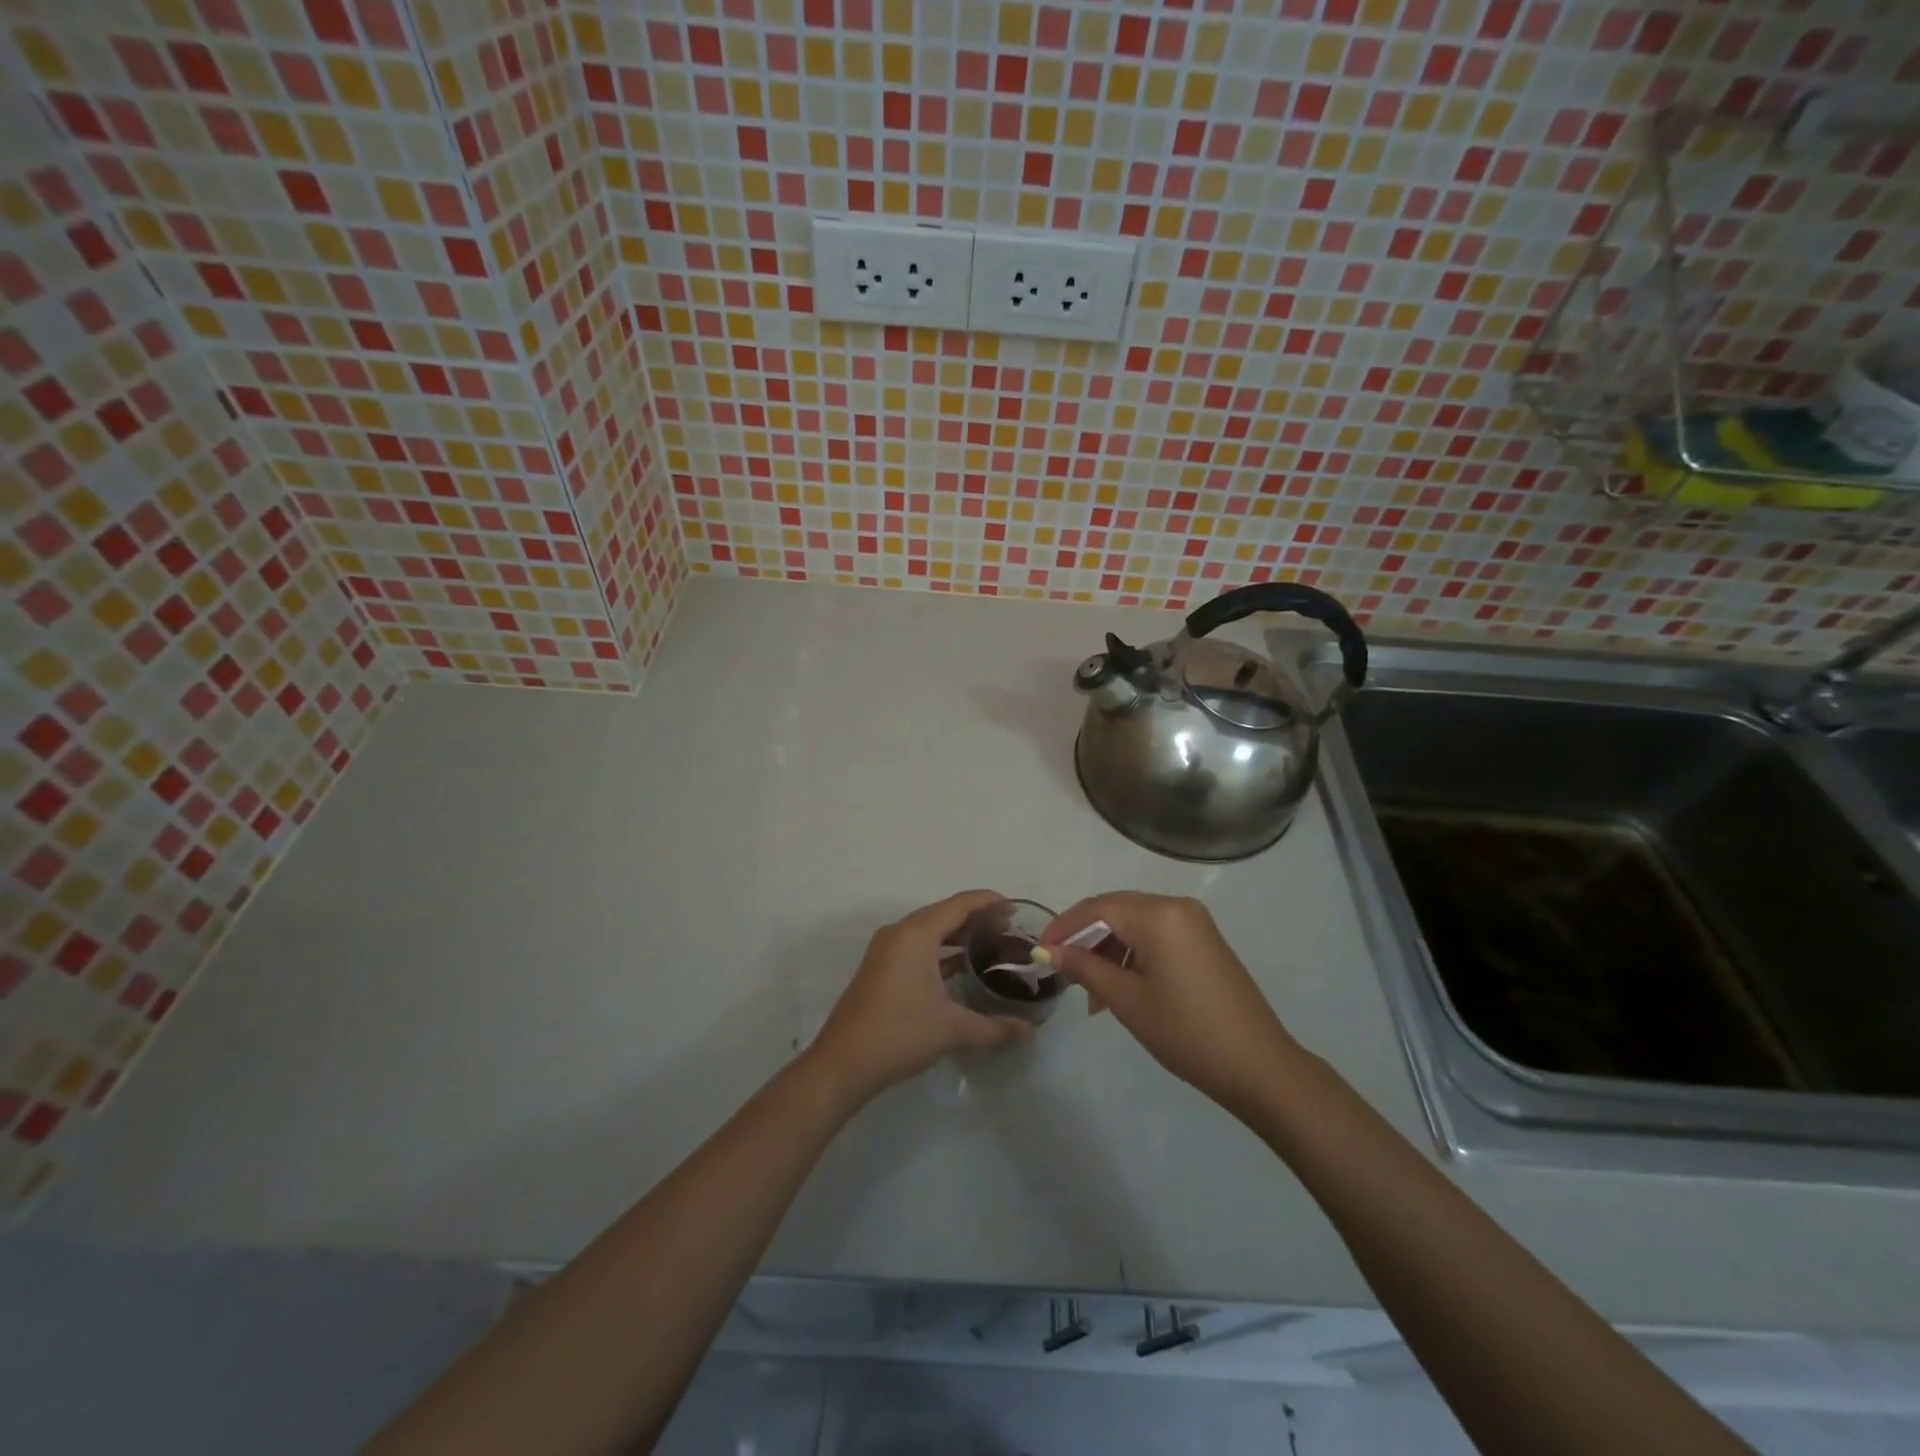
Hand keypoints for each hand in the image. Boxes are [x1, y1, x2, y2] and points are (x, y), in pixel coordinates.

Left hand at [808, 890, 1033, 1104]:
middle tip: (1011, 931)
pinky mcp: (881, 968)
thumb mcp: (952, 1029)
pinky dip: (942, 951)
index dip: (990, 902)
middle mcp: (899, 933)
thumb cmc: (899, 1034)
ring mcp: (886, 950)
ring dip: (959, 936)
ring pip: (930, 931)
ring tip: (993, 947)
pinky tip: (963, 968)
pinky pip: (918, 947)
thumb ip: (995, 1028)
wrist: (842, 1064)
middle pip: (944, 913)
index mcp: (915, 934)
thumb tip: (1031, 1031)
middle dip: (977, 919)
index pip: (959, 904)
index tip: (1017, 909)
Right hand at [1041, 893, 1297, 1113]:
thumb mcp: (1126, 1000)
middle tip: (1061, 969)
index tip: (1040, 952)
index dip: (1064, 927)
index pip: (1097, 907)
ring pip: (1135, 924)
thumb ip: (1085, 967)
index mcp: (1158, 914)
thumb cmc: (1186, 1031)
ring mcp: (1195, 923)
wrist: (1258, 1066)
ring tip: (1092, 993)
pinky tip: (1121, 987)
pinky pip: (1157, 935)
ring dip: (1108, 949)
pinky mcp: (1205, 941)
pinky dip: (1133, 954)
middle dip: (1085, 937)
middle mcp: (1177, 906)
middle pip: (1116, 910)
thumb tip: (1050, 952)